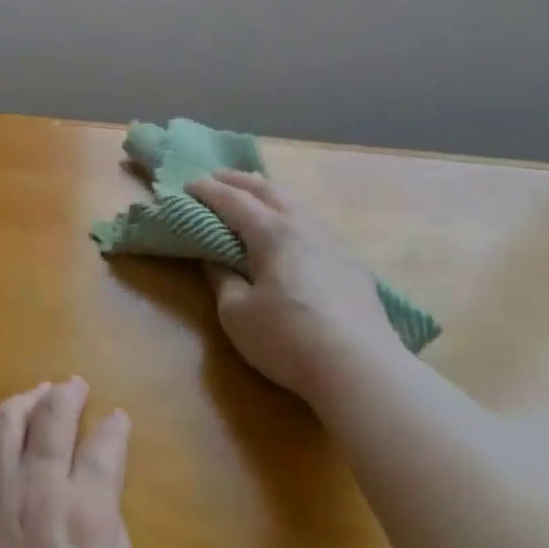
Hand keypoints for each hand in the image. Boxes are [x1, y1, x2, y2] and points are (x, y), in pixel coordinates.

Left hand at [0, 379, 147, 547]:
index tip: (118, 418)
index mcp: (88, 515)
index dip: (115, 427)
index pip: (105, 448)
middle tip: (73, 385)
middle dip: (67, 394)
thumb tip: (100, 509)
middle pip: (52, 419)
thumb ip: (117, 545)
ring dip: (22, 401)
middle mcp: (38, 491)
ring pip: (4, 423)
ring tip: (33, 395)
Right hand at [188, 170, 406, 400]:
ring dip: (270, 193)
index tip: (187, 185)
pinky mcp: (351, 265)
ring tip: (254, 195)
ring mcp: (333, 243)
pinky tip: (292, 229)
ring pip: (297, 203)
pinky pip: (314, 223)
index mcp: (273, 232)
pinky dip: (292, 214)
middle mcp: (304, 226)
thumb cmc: (287, 338)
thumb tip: (215, 261)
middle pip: (270, 190)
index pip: (234, 200)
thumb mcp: (236, 313)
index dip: (208, 191)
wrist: (361, 370)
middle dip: (240, 181)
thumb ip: (222, 280)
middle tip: (217, 177)